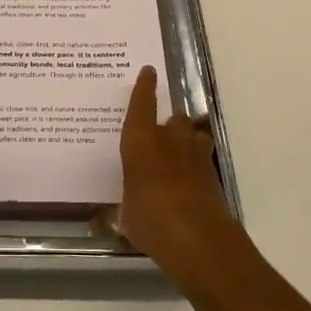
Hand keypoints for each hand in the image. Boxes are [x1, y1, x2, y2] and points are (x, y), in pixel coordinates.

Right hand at [111, 66, 239, 282]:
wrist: (199, 239)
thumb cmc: (150, 219)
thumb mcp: (125, 217)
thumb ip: (117, 213)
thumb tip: (97, 224)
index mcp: (140, 141)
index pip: (142, 105)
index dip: (145, 87)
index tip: (149, 71)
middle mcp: (169, 140)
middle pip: (174, 119)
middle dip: (169, 125)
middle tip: (160, 137)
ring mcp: (196, 155)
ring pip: (193, 136)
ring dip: (187, 142)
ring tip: (178, 156)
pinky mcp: (213, 175)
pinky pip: (202, 160)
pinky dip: (196, 167)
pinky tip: (188, 183)